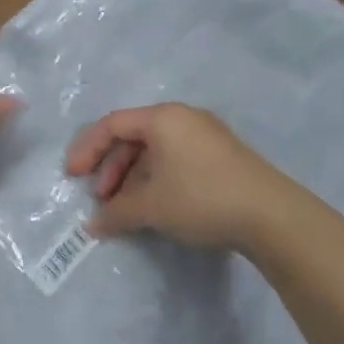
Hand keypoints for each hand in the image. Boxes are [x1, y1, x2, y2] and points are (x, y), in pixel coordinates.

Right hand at [65, 103, 295, 250]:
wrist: (270, 215)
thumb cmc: (201, 198)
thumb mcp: (152, 206)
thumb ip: (117, 212)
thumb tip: (94, 225)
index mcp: (162, 117)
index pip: (113, 124)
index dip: (88, 149)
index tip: (72, 177)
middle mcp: (182, 117)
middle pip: (134, 136)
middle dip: (111, 168)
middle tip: (101, 199)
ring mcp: (205, 135)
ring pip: (156, 150)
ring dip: (133, 177)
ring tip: (126, 208)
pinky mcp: (221, 155)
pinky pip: (175, 159)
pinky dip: (156, 179)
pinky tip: (154, 206)